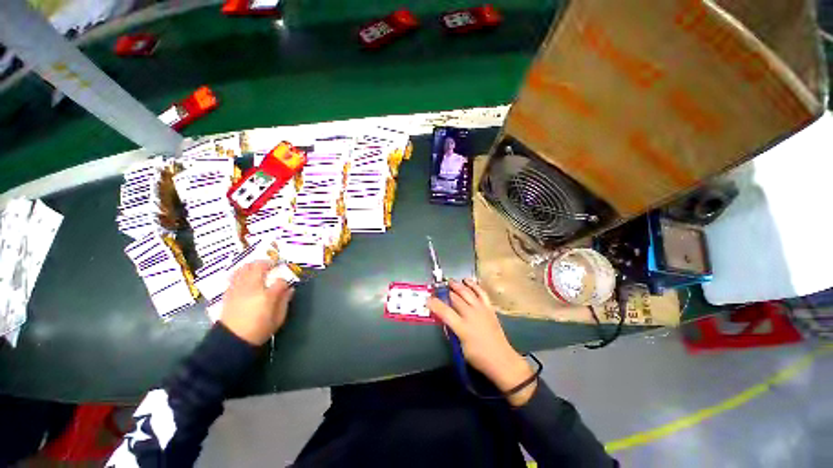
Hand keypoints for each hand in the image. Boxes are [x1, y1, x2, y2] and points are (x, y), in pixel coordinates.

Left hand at [220, 261, 294, 345]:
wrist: (232, 340)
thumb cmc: (259, 330)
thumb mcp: (278, 319)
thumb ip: (285, 301)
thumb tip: (290, 289)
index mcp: (267, 296)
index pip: (280, 281)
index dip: (285, 282)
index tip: (285, 286)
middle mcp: (252, 288)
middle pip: (260, 267)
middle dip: (268, 263)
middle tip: (273, 263)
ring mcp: (239, 288)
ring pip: (245, 268)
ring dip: (254, 264)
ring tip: (260, 266)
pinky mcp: (229, 292)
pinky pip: (235, 275)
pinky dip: (241, 271)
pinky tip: (245, 273)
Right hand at [427, 279, 535, 405]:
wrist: (502, 360)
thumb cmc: (479, 357)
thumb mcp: (460, 348)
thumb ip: (452, 331)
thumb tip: (445, 319)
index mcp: (462, 327)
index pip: (444, 312)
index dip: (434, 304)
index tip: (427, 299)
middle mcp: (471, 315)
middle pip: (455, 298)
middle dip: (444, 292)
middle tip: (437, 288)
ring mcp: (481, 309)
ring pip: (467, 292)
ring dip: (457, 285)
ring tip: (450, 281)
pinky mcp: (489, 308)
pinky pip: (481, 292)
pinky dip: (474, 285)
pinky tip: (467, 281)